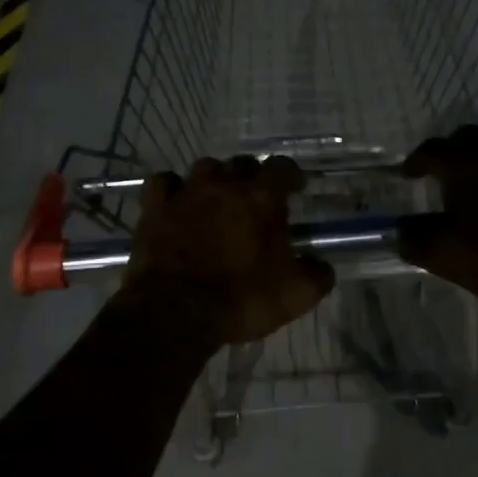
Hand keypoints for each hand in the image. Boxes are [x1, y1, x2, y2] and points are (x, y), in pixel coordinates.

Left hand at [127, 155, 335, 345]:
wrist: (176, 313)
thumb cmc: (242, 299)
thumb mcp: (296, 295)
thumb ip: (317, 275)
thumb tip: (321, 266)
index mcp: (262, 198)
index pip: (282, 166)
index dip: (290, 175)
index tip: (295, 188)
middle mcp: (225, 185)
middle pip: (243, 163)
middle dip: (253, 177)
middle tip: (256, 200)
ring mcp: (187, 193)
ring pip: (205, 168)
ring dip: (215, 179)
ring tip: (218, 199)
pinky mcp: (155, 209)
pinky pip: (164, 183)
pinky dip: (173, 189)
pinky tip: (178, 202)